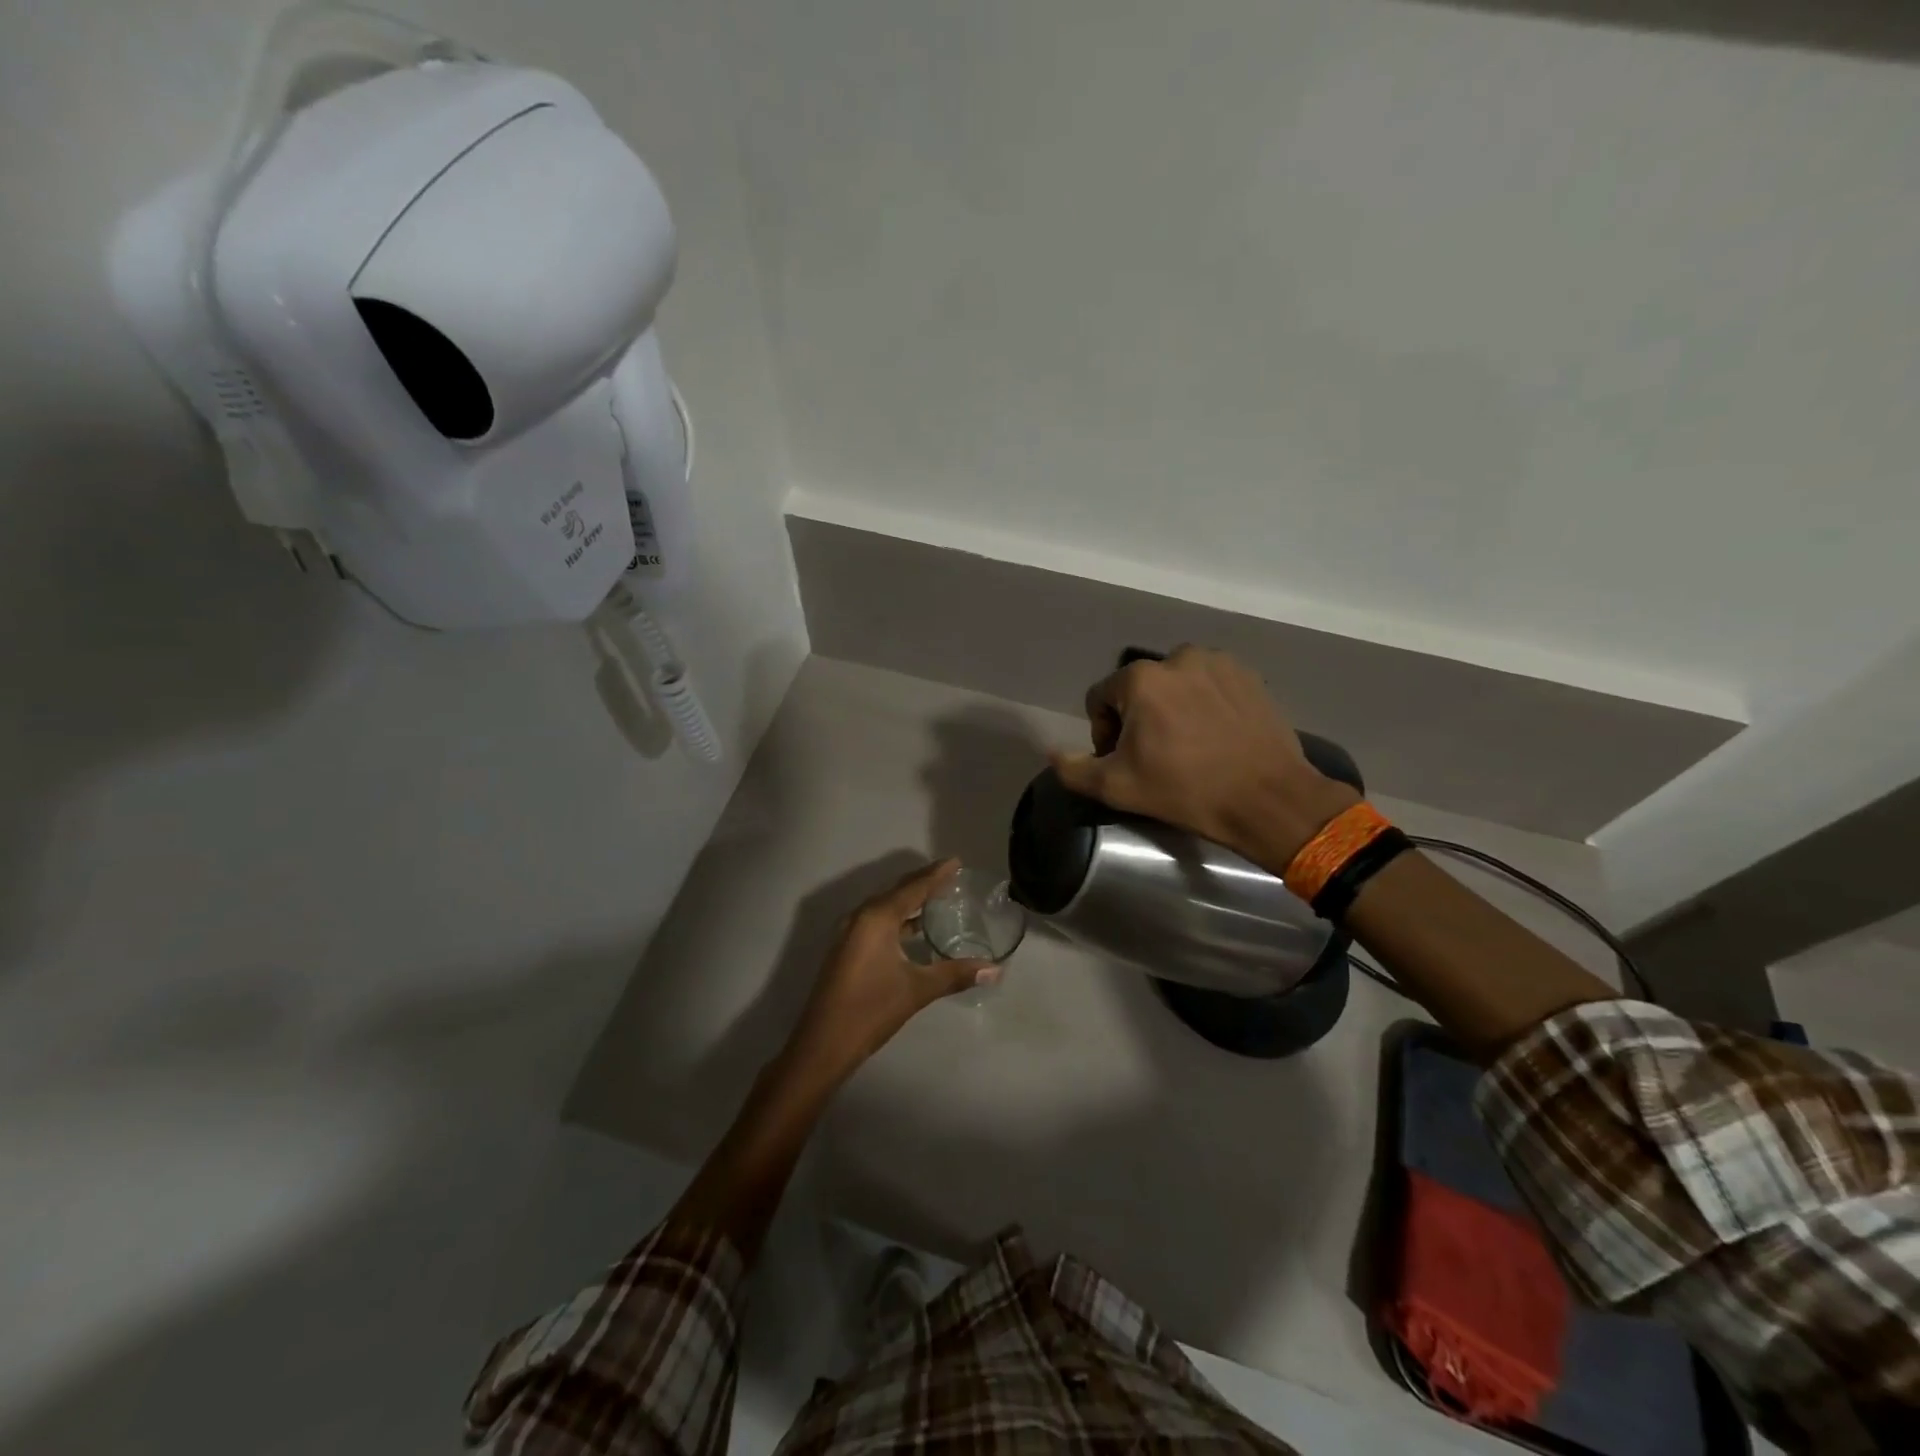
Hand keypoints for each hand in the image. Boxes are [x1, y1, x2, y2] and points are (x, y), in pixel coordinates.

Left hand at [782, 859, 994, 1085]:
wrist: (823, 1043)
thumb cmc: (871, 1009)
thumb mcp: (917, 990)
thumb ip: (956, 974)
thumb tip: (995, 969)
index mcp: (877, 918)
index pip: (913, 887)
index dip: (936, 874)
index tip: (956, 862)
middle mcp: (861, 917)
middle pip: (897, 891)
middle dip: (923, 882)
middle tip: (950, 875)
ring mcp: (850, 933)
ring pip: (885, 907)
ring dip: (909, 900)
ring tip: (937, 898)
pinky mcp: (846, 948)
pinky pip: (876, 921)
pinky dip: (898, 918)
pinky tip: (913, 929)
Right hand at [1050, 646, 1357, 869]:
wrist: (1268, 799)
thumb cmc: (1186, 791)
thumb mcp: (1117, 788)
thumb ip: (1073, 769)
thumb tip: (1052, 752)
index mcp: (1140, 679)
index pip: (1100, 698)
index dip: (1103, 732)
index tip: (1124, 761)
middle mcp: (1177, 657)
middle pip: (1138, 689)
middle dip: (1138, 718)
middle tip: (1156, 756)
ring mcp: (1218, 662)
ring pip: (1175, 684)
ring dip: (1172, 707)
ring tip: (1188, 744)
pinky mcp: (1248, 675)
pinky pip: (1210, 684)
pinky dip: (1205, 703)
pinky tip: (1216, 735)